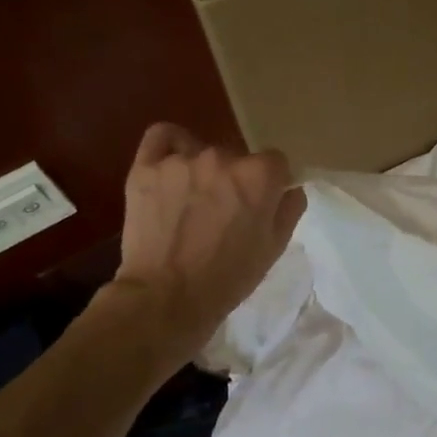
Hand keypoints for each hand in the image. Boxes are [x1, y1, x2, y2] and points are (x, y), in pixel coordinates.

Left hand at [108, 124, 305, 361]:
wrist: (165, 299)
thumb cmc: (228, 278)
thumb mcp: (274, 247)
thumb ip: (290, 208)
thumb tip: (290, 187)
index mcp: (259, 175)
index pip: (275, 162)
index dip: (271, 184)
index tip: (261, 206)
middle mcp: (223, 157)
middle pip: (237, 158)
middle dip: (234, 180)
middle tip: (223, 213)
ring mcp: (181, 160)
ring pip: (201, 152)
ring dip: (202, 172)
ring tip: (190, 203)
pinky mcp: (146, 168)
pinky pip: (162, 137)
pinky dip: (170, 145)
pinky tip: (171, 165)